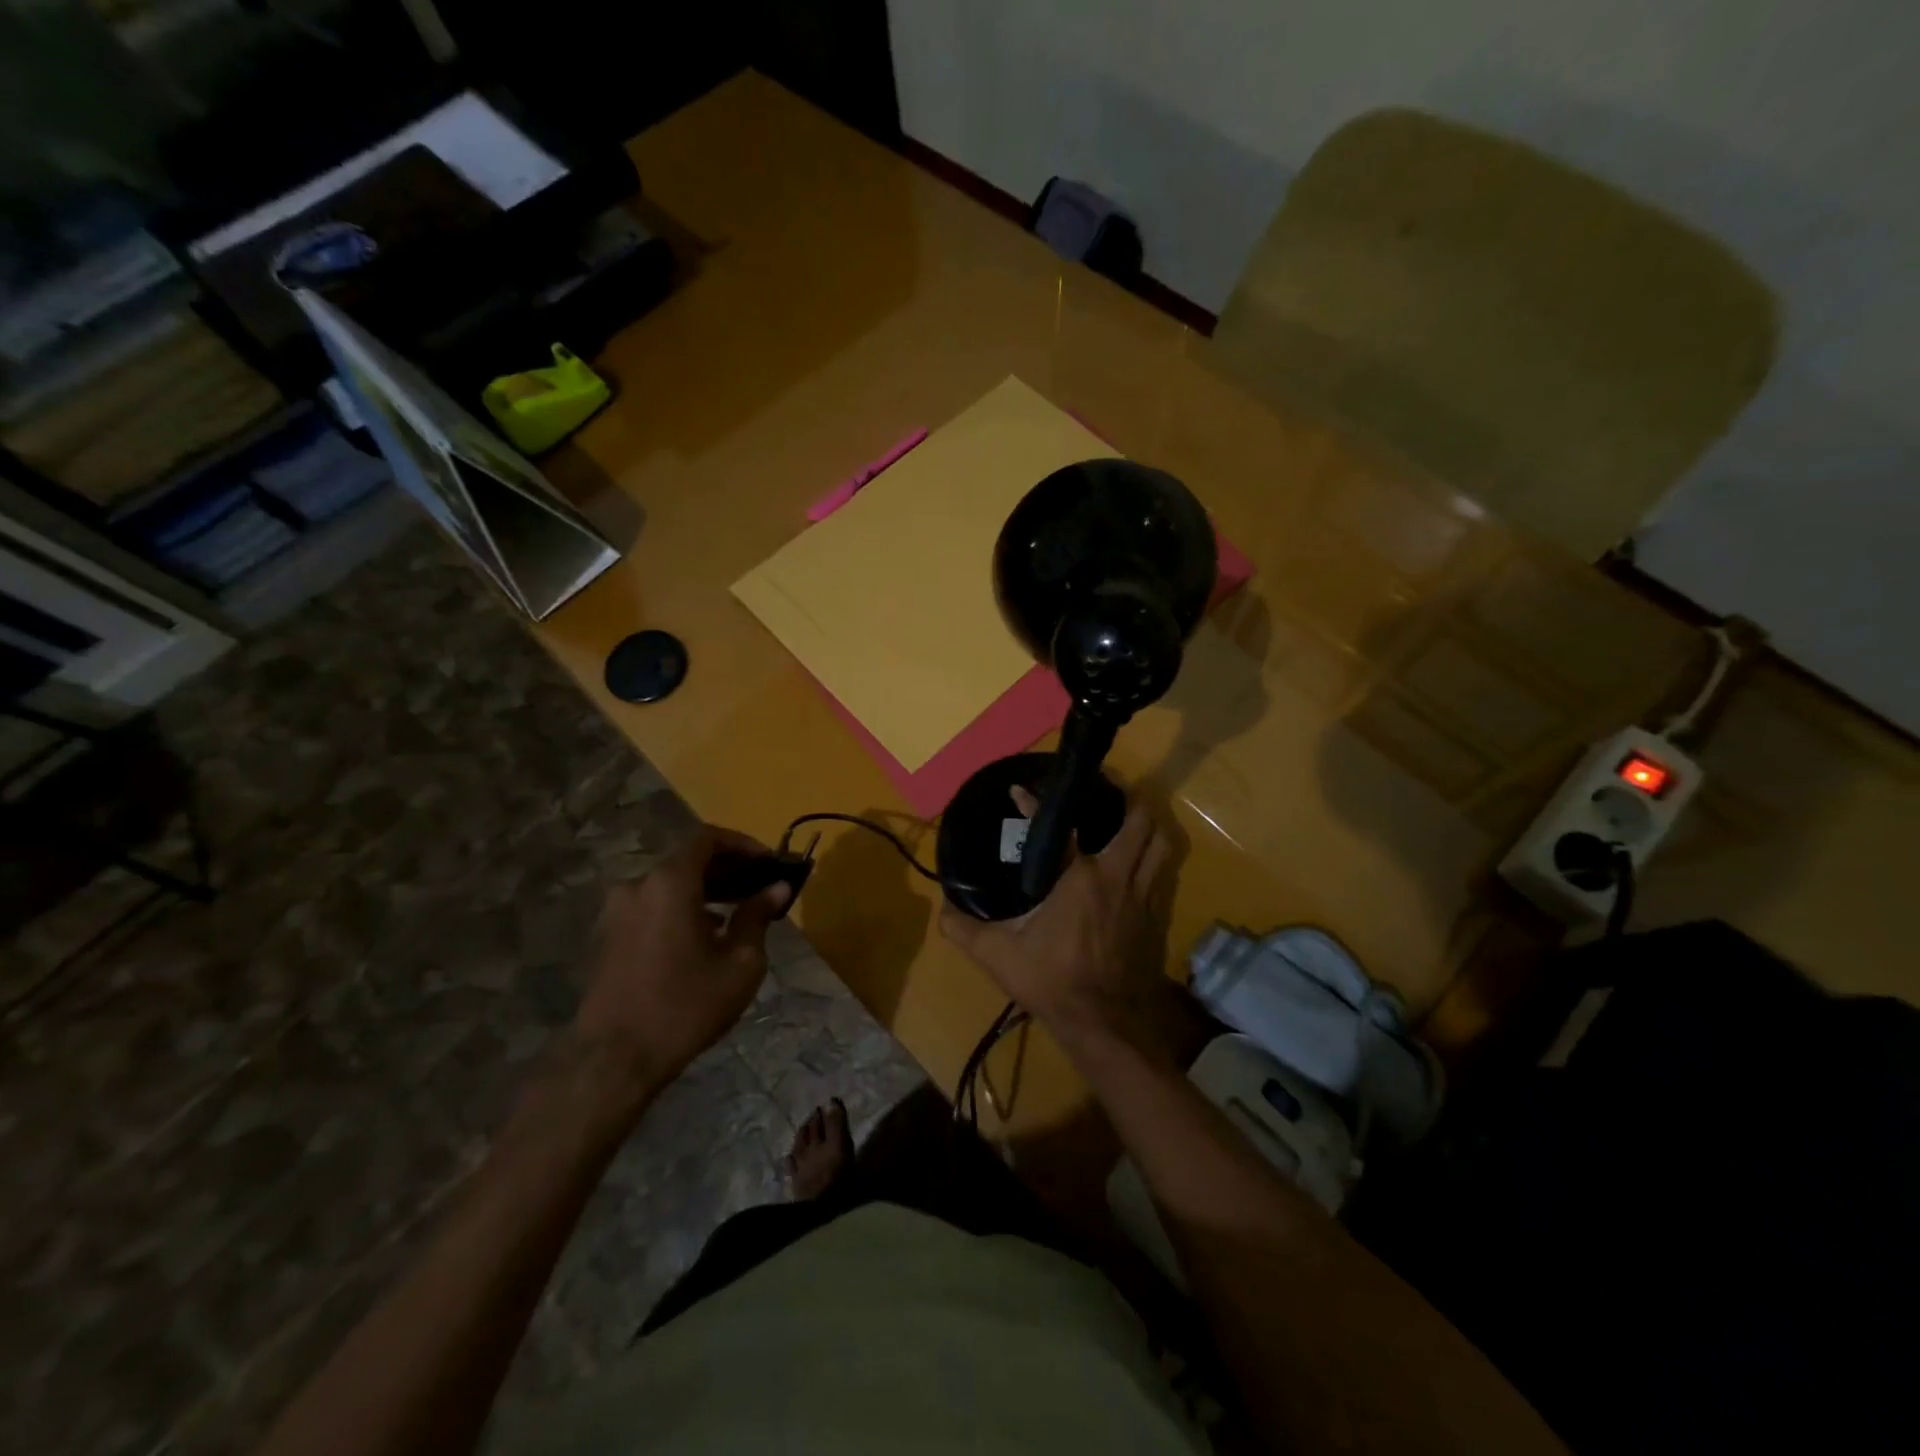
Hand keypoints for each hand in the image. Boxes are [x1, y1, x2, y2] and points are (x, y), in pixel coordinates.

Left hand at [572, 825, 789, 1101]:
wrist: (614, 1059)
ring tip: (738, 916)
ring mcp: (617, 911)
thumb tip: (777, 889)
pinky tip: (704, 939)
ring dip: (705, 891)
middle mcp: (638, 885)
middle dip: (728, 869)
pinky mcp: (608, 936)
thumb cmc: (685, 1005)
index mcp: (669, 882)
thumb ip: (758, 916)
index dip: (743, 844)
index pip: (708, 838)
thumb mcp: (739, 962)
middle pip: (688, 860)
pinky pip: (652, 907)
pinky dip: (681, 909)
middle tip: (760, 889)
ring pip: (669, 885)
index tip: (769, 863)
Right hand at [940, 791, 1174, 1048]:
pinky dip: (1154, 857)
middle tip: (1108, 792)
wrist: (1105, 1025)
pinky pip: (1163, 873)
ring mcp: (1143, 896)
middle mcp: (1117, 877)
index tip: (1020, 792)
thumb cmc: (1053, 982)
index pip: (1061, 826)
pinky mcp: (1157, 916)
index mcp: (1080, 878)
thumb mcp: (998, 957)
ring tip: (1131, 818)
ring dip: (1149, 826)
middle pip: (1139, 822)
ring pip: (1162, 844)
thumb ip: (964, 930)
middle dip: (1128, 800)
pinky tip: (1138, 863)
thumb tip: (942, 909)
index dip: (1036, 804)